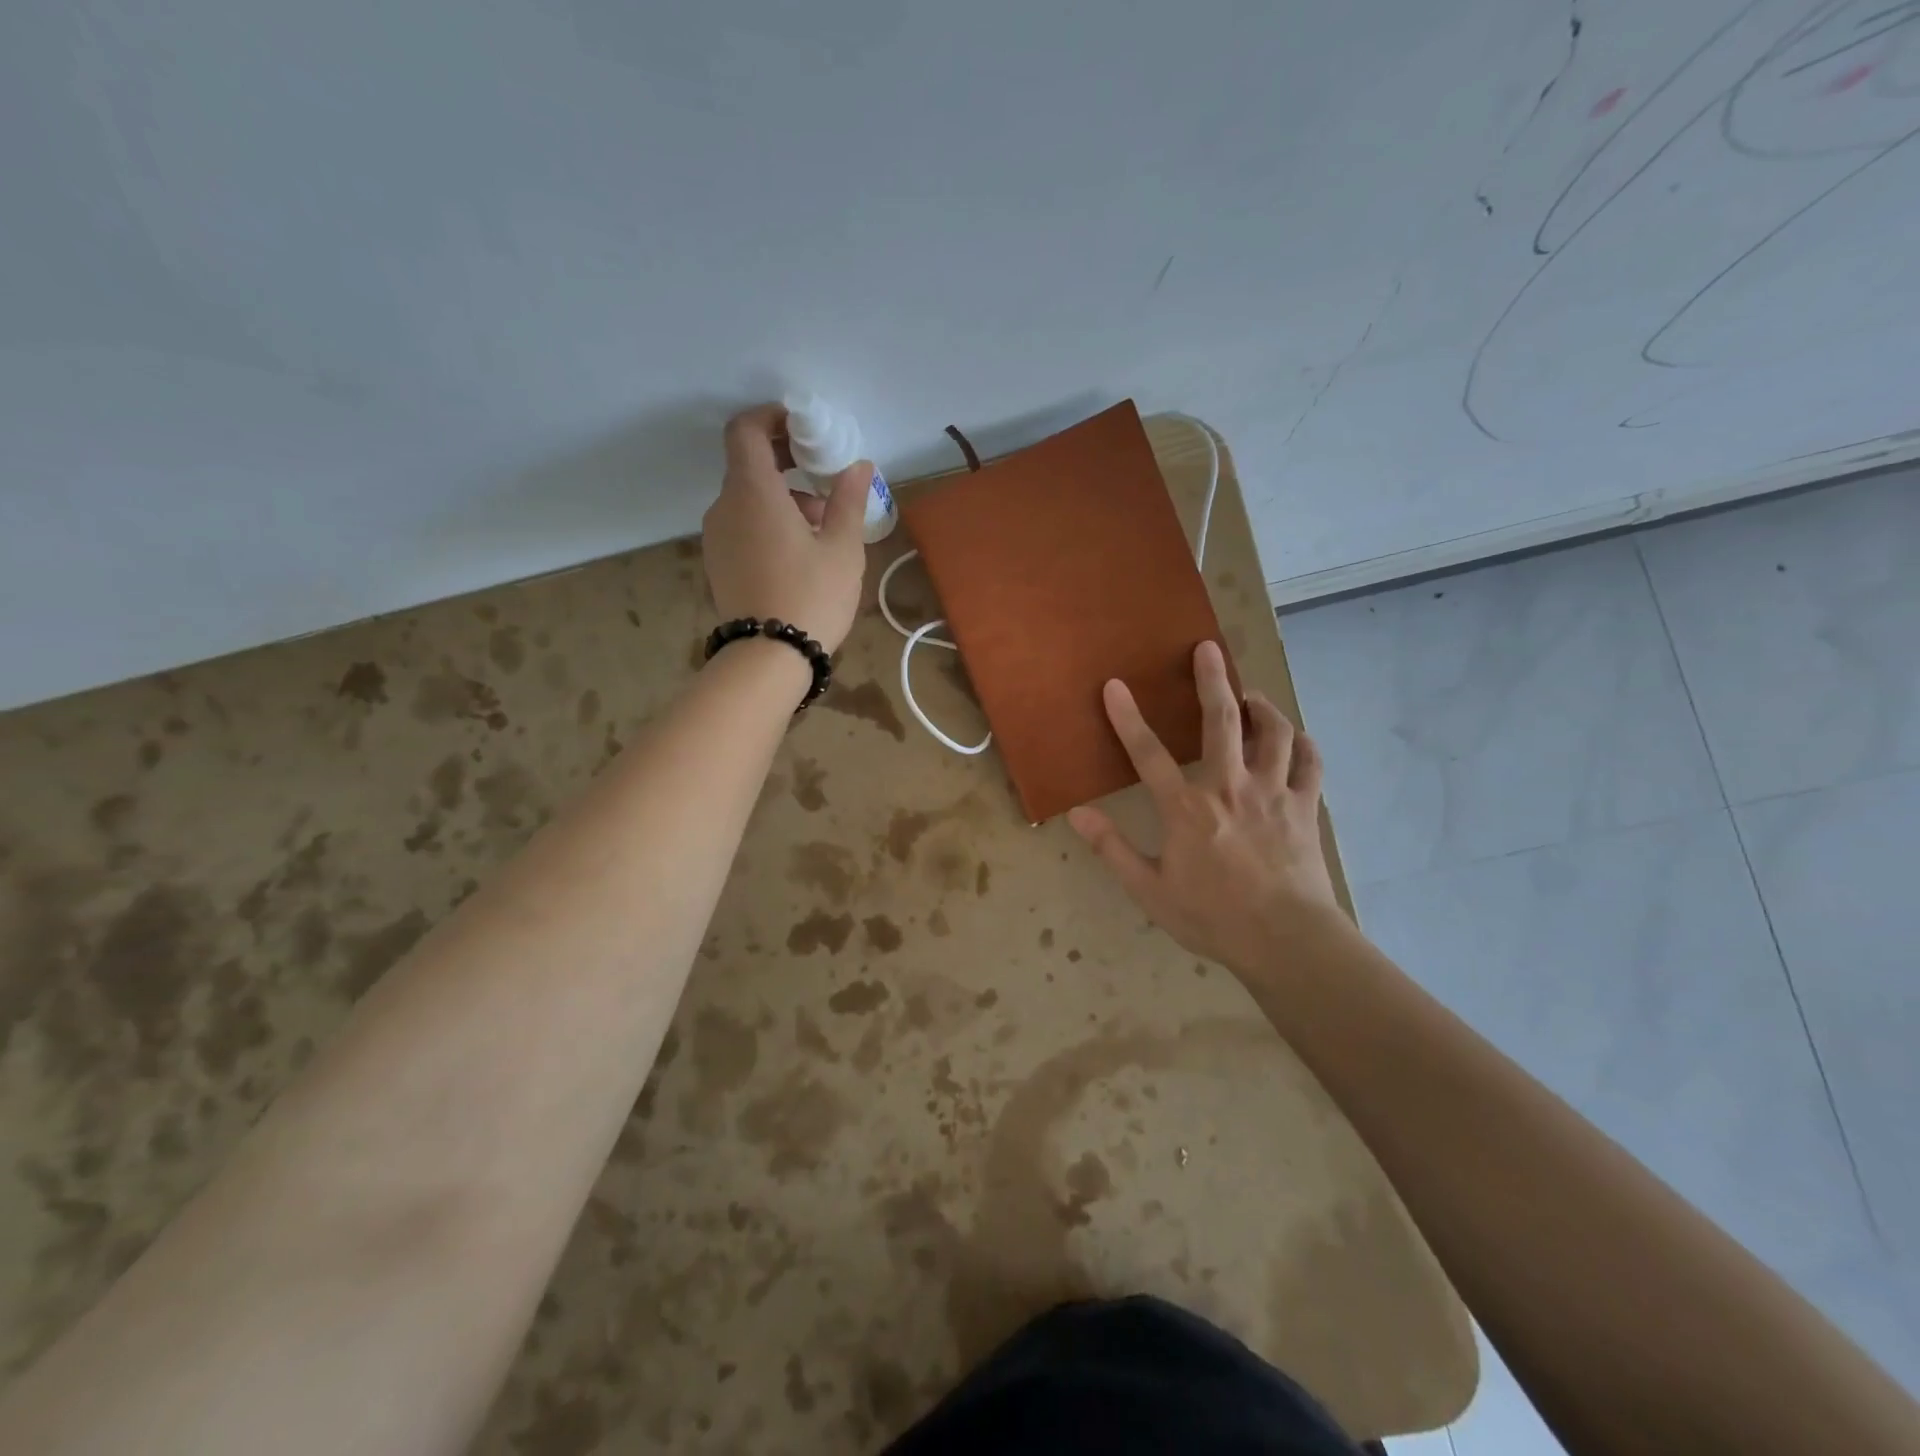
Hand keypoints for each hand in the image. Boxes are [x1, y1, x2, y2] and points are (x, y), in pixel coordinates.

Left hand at [702, 404, 869, 651]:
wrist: (768, 658)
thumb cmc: (812, 596)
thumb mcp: (843, 548)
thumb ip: (849, 500)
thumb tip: (859, 466)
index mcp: (753, 491)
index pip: (745, 430)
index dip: (771, 419)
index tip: (803, 429)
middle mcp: (725, 507)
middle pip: (749, 466)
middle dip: (788, 464)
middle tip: (825, 482)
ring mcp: (716, 537)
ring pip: (747, 500)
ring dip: (782, 500)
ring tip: (822, 530)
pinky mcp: (718, 563)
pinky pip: (741, 526)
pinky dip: (767, 523)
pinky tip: (799, 554)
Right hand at [1068, 641, 1340, 973]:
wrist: (1287, 941)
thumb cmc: (1212, 917)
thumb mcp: (1150, 891)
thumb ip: (1113, 849)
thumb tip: (1077, 815)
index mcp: (1187, 808)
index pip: (1149, 753)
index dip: (1128, 717)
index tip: (1115, 686)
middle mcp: (1231, 787)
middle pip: (1223, 721)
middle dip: (1212, 680)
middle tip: (1208, 649)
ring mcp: (1274, 793)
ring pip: (1274, 733)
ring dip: (1262, 706)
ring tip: (1250, 695)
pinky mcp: (1305, 807)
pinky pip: (1309, 762)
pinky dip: (1302, 743)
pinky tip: (1294, 738)